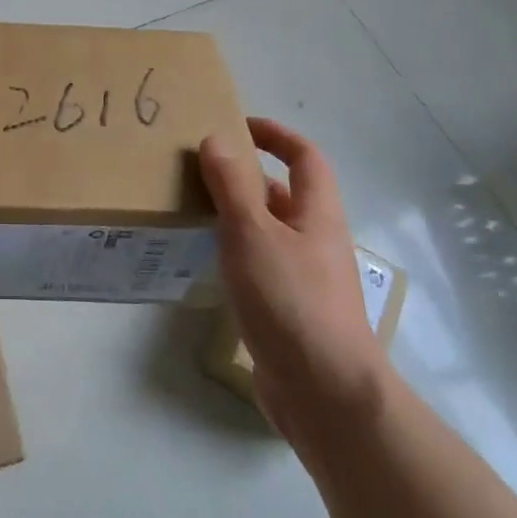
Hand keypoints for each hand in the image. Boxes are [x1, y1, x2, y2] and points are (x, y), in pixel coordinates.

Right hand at [199, 118, 388, 443]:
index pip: (305, 157)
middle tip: (198, 168)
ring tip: (191, 209)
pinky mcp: (290, 309)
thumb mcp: (253, 233)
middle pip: (284, 193)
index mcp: (318, 214)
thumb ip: (232, 185)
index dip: (276, 134)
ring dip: (236, 215)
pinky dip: (234, 252)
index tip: (237, 124)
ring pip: (269, 231)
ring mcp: (305, 277)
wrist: (325, 393)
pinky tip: (206, 261)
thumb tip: (216, 139)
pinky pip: (260, 264)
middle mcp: (316, 240)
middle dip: (245, 175)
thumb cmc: (291, 300)